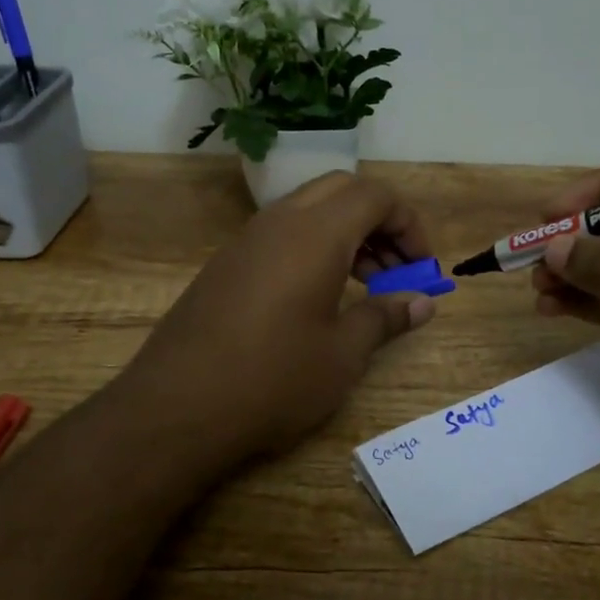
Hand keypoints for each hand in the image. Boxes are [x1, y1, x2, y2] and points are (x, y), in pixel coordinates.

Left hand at [122, 173, 436, 459]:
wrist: (177, 408)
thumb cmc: (273, 379)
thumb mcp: (343, 354)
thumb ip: (385, 317)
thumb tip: (423, 302)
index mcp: (316, 234)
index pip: (375, 196)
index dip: (409, 225)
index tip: (421, 269)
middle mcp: (279, 223)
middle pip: (341, 191)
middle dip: (378, 222)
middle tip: (393, 270)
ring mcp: (245, 241)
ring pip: (308, 210)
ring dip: (344, 235)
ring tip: (362, 287)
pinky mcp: (224, 265)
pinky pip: (280, 235)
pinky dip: (311, 249)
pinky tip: (316, 300)